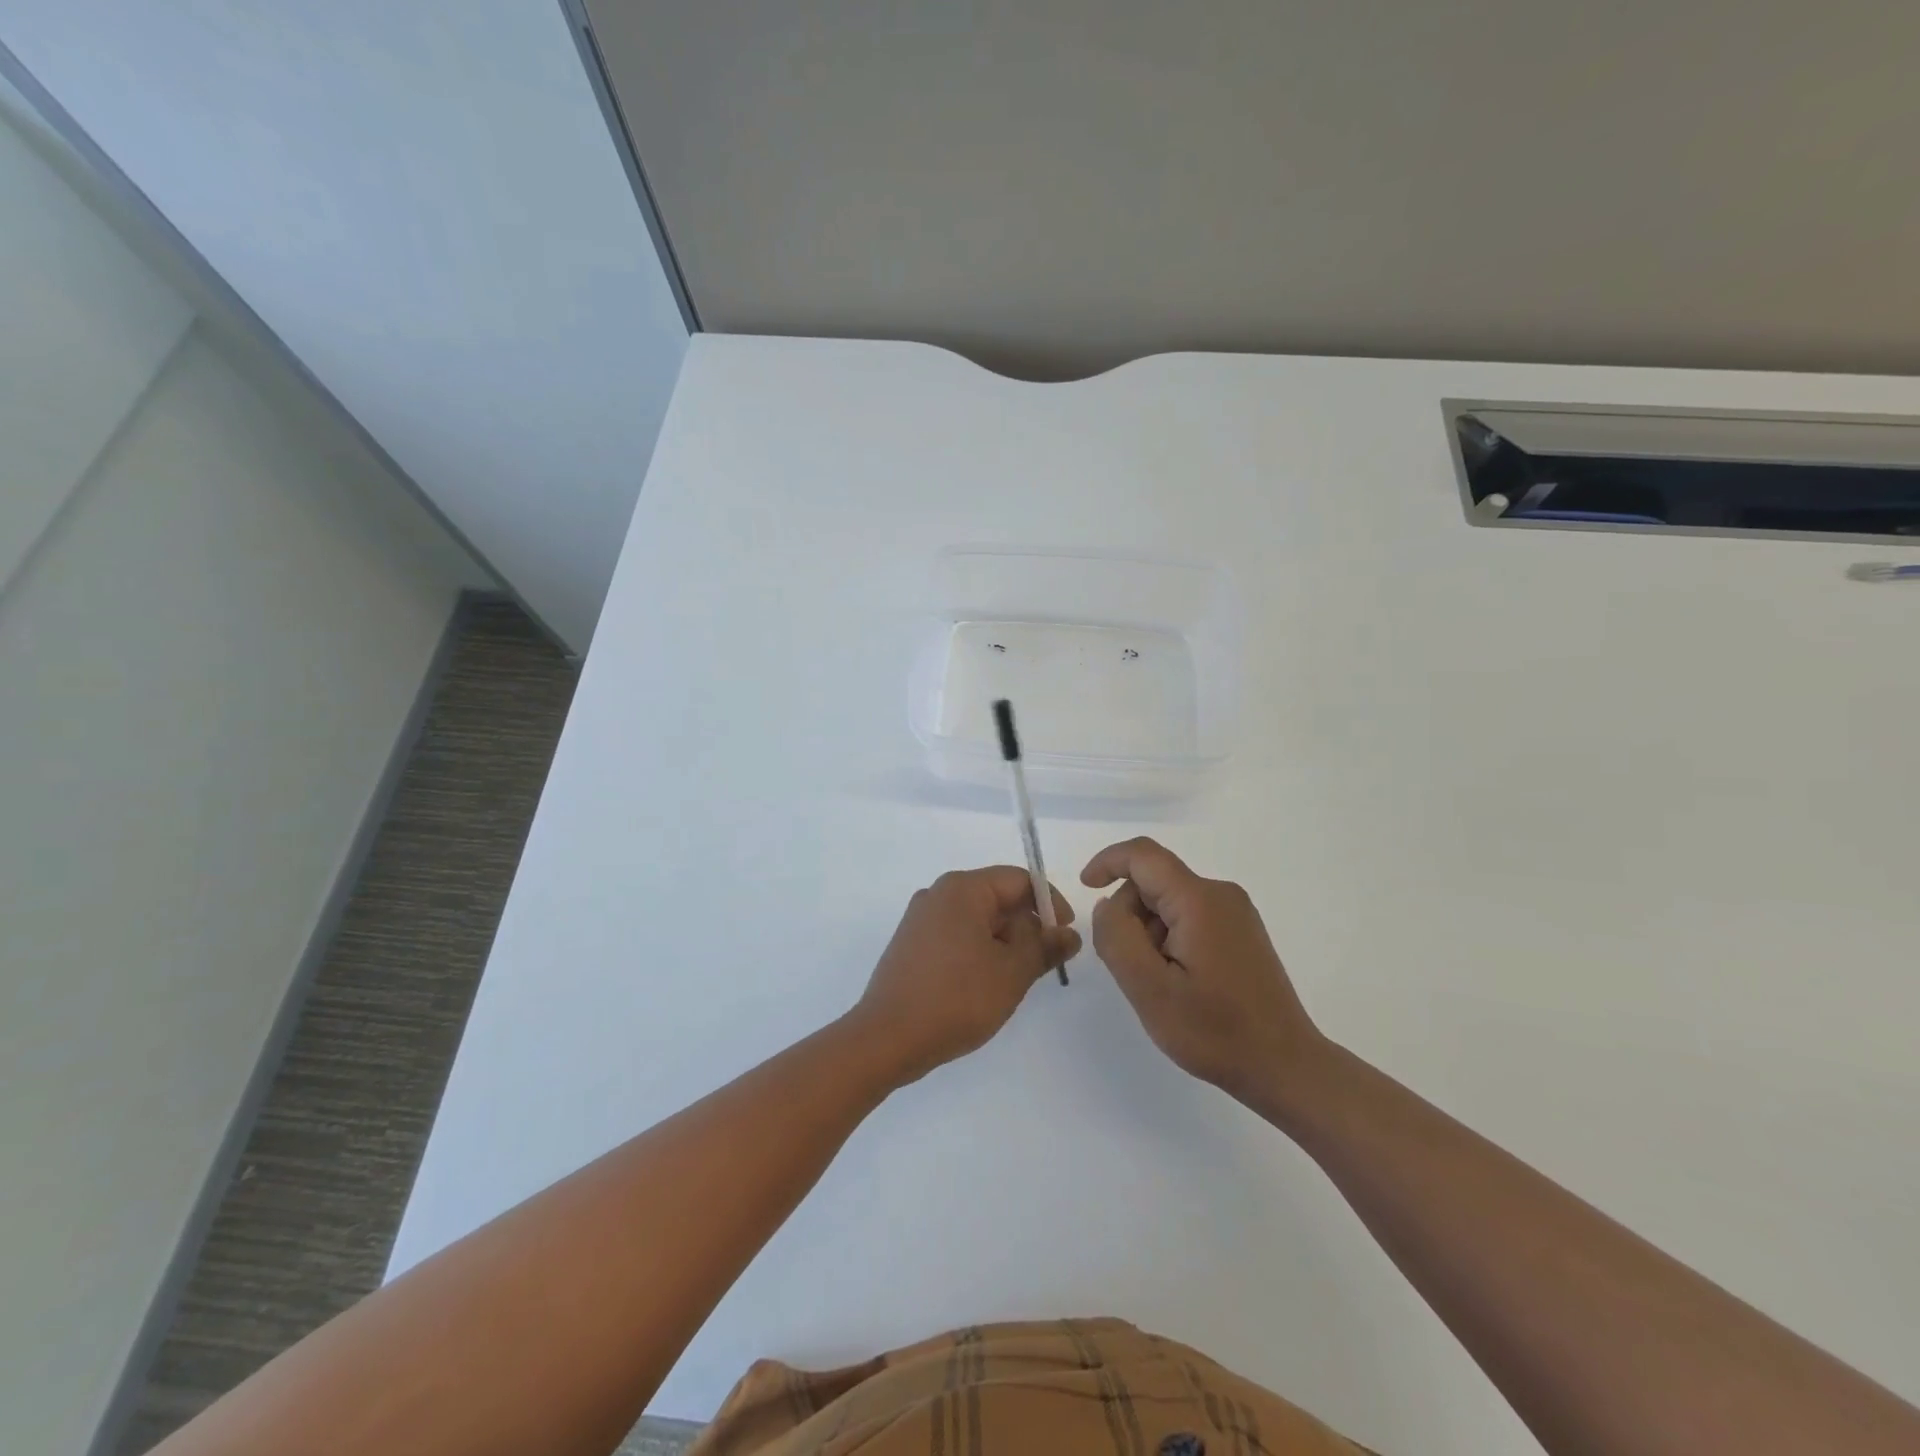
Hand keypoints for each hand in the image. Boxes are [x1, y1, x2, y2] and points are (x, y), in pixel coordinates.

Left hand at [851, 868, 1079, 1086]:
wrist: (887, 1038)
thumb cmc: (956, 998)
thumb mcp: (1012, 972)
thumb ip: (1045, 947)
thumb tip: (1068, 933)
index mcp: (962, 889)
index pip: (1019, 880)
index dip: (1050, 903)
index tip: (1066, 936)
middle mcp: (939, 894)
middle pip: (998, 897)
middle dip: (1026, 927)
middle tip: (1043, 965)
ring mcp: (921, 919)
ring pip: (978, 920)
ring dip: (1004, 943)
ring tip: (1015, 980)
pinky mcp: (912, 944)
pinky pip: (957, 936)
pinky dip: (980, 952)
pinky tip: (986, 985)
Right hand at [1082, 837, 1324, 1112]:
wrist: (1286, 1067)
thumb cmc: (1216, 1031)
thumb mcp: (1150, 989)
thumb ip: (1117, 937)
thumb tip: (1108, 904)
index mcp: (1199, 900)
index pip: (1143, 855)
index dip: (1107, 862)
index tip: (1085, 888)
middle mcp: (1220, 895)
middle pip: (1155, 881)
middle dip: (1129, 914)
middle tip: (1130, 968)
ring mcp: (1235, 913)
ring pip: (1170, 902)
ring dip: (1149, 932)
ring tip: (1159, 983)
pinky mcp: (1241, 933)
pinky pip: (1189, 917)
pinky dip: (1169, 939)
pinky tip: (1178, 982)